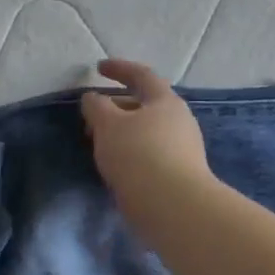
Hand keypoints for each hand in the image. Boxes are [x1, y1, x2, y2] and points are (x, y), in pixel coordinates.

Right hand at [81, 58, 214, 222]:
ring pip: (146, 131)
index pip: (142, 75)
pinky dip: (129, 151)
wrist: (171, 205)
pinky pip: (149, 152)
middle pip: (144, 105)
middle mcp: (179, 120)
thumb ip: (96, 106)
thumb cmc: (137, 154)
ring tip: (99, 144)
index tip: (98, 68)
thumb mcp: (107, 125)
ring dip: (122, 132)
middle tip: (92, 117)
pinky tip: (115, 165)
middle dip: (116, 107)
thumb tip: (93, 98)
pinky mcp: (179, 173)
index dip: (119, 68)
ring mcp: (183, 148)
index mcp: (165, 102)